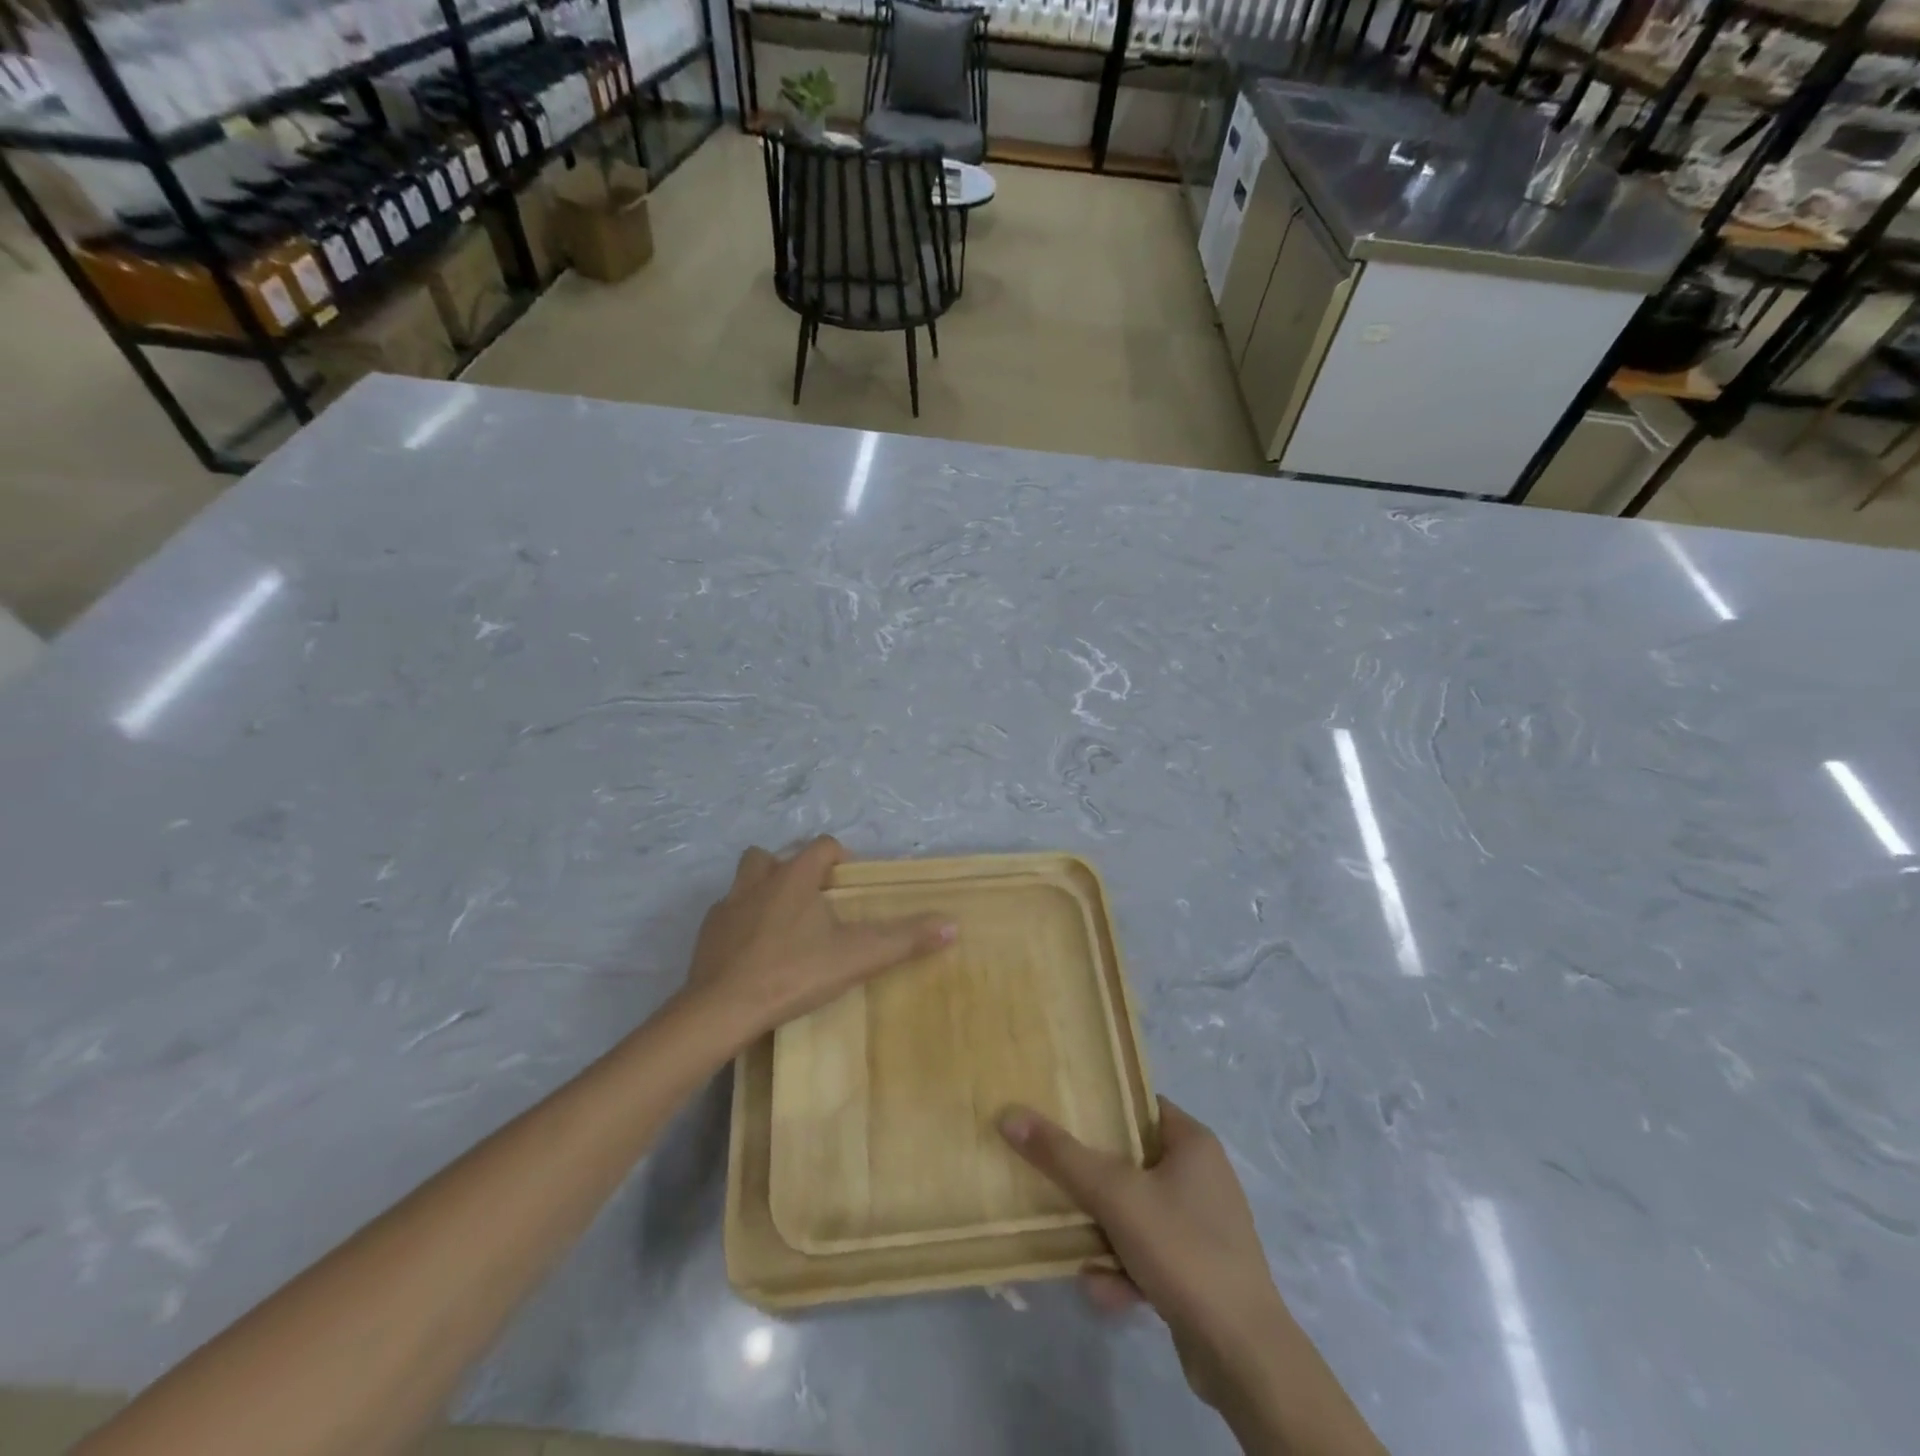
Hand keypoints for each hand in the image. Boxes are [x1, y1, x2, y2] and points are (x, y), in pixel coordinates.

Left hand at [684, 836, 954, 1045]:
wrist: (722, 1010)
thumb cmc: (793, 973)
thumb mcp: (856, 957)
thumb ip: (904, 939)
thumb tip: (953, 924)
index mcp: (794, 877)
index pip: (822, 845)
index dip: (839, 857)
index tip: (849, 884)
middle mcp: (758, 881)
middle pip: (773, 855)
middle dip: (793, 869)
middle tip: (812, 900)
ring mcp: (727, 907)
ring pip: (745, 881)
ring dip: (763, 891)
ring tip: (783, 923)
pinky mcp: (707, 934)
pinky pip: (727, 916)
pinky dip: (741, 924)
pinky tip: (753, 952)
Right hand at [1002, 1100, 1385, 1455]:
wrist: (1243, 1356)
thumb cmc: (1182, 1250)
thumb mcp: (1114, 1195)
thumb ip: (1061, 1156)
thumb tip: (1010, 1115)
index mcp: (1193, 1142)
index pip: (1138, 1106)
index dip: (1100, 1108)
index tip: (1060, 1116)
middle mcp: (1201, 1176)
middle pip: (1130, 1161)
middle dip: (1092, 1183)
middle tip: (1056, 1184)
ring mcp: (1202, 1226)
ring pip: (1134, 1213)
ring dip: (1103, 1234)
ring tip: (1080, 1255)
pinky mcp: (1199, 1270)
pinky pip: (1148, 1253)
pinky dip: (1124, 1269)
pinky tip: (1105, 1291)